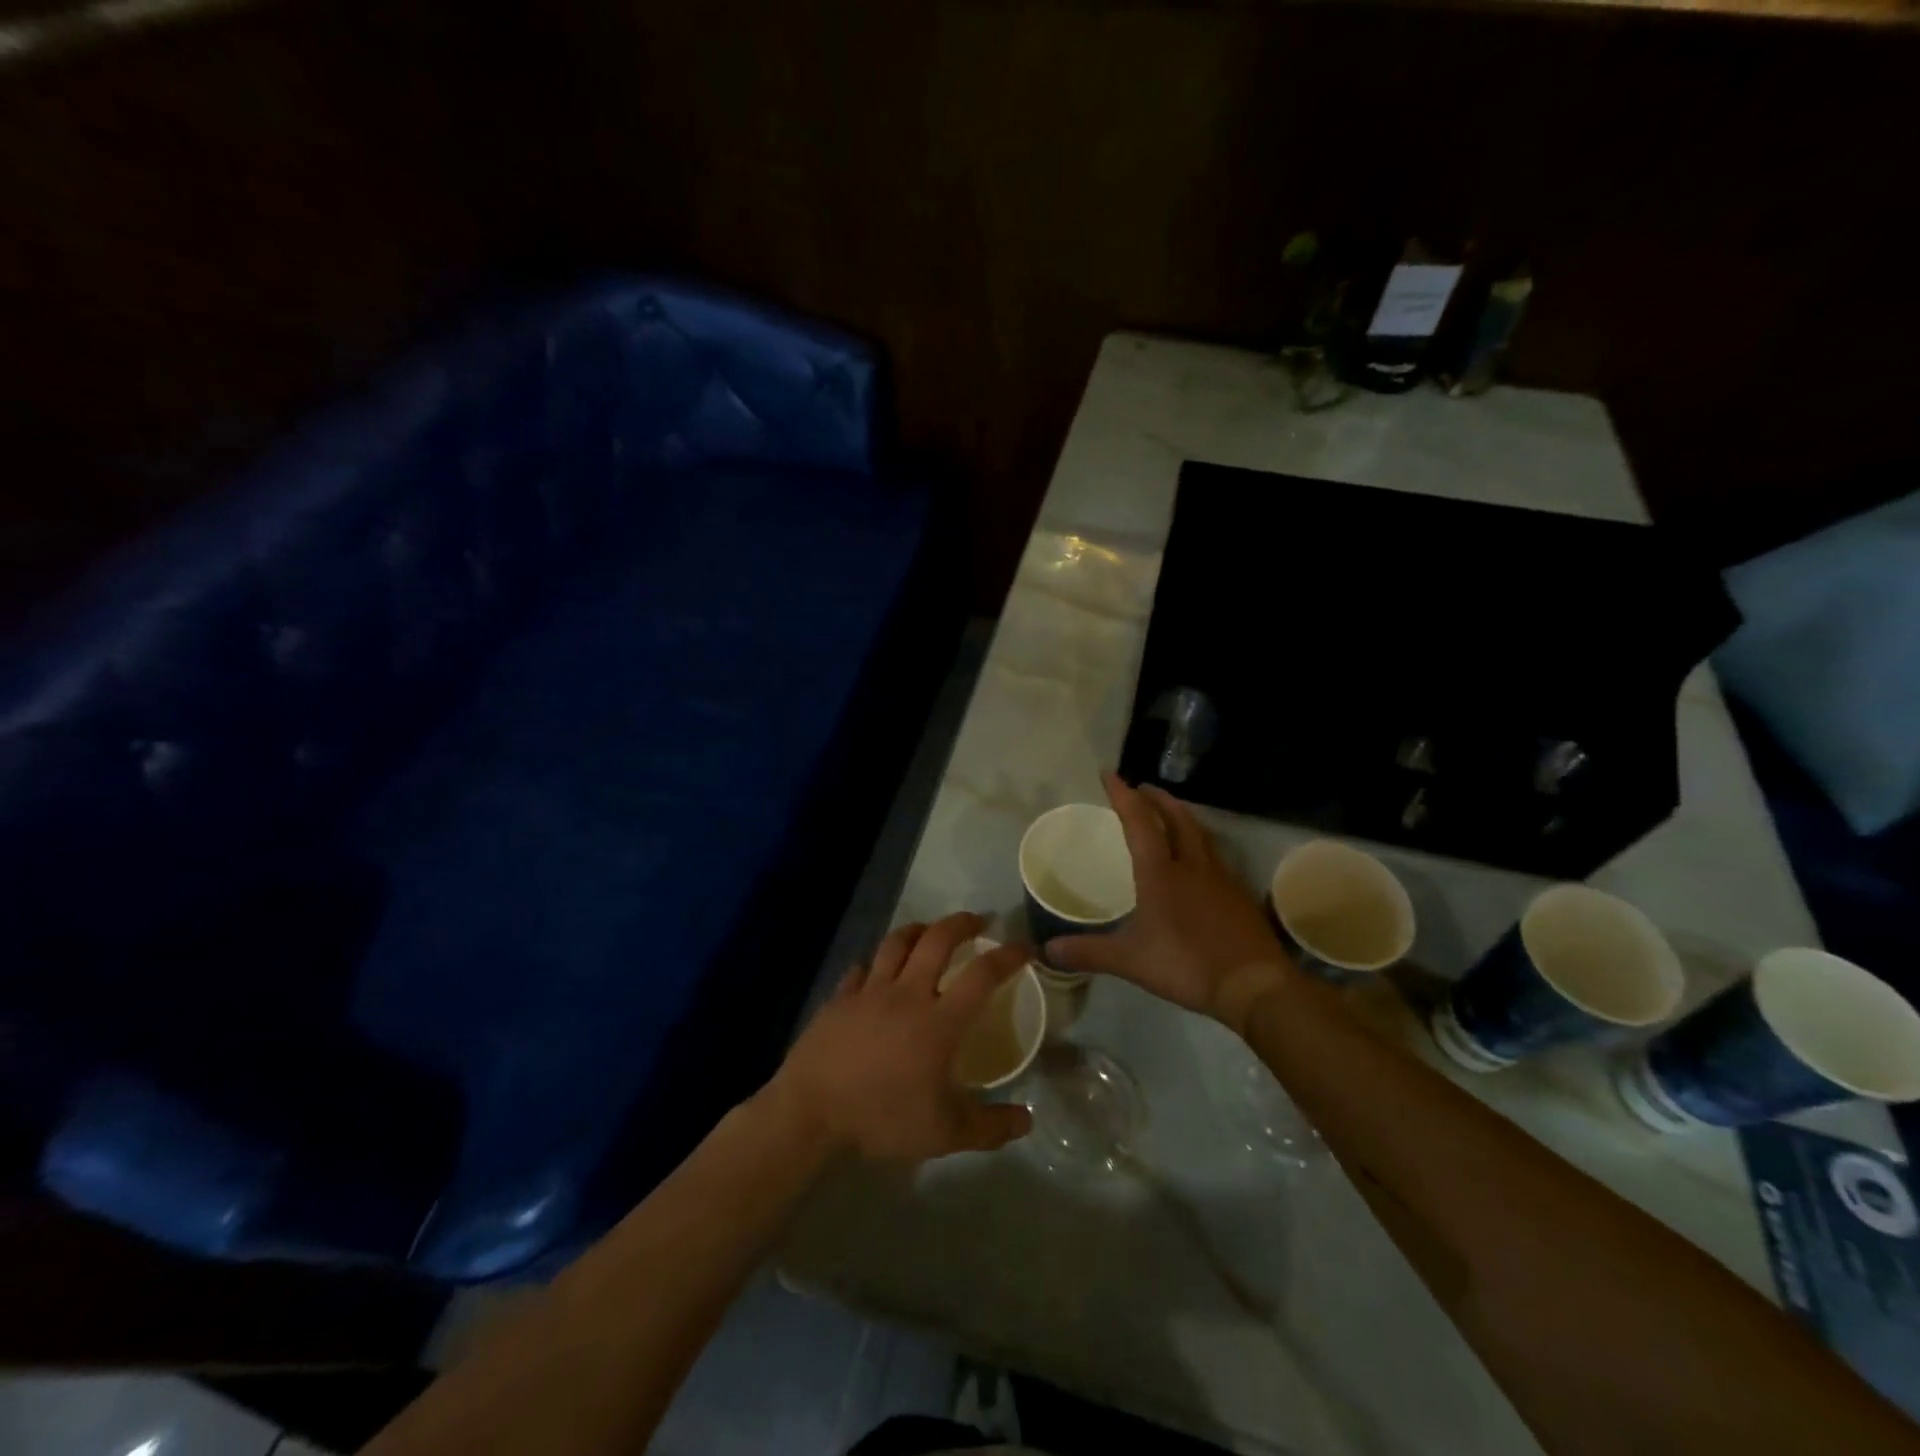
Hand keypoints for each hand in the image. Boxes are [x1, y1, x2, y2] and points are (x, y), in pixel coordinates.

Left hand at [771, 913, 1034, 1162]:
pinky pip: (862, 969)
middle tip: (978, 921)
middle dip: (961, 924)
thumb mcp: (946, 1134)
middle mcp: (907, 993)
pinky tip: (877, 972)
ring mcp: (869, 991)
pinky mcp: (840, 998)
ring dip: (918, 930)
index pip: (982, 975)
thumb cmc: (883, 1119)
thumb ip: (990, 1126)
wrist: (812, 1112)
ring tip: (930, 931)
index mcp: (939, 1021)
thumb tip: (1028, 1120)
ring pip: (897, 943)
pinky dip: (876, 965)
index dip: (1007, 956)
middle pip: (937, 940)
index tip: (1023, 947)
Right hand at [1049, 773, 1288, 1025]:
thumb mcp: (1130, 960)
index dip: (1122, 795)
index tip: (1109, 773)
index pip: (1139, 822)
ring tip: (1171, 815)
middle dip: (1157, 799)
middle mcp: (1192, 865)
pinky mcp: (1239, 895)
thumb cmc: (1186, 964)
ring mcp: (1221, 878)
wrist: (1253, 984)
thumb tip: (1048, 950)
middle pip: (1176, 818)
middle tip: (1143, 788)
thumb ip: (1089, 952)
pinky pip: (1217, 857)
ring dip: (1182, 817)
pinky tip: (1200, 861)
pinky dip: (1202, 845)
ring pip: (1200, 834)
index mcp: (1160, 873)